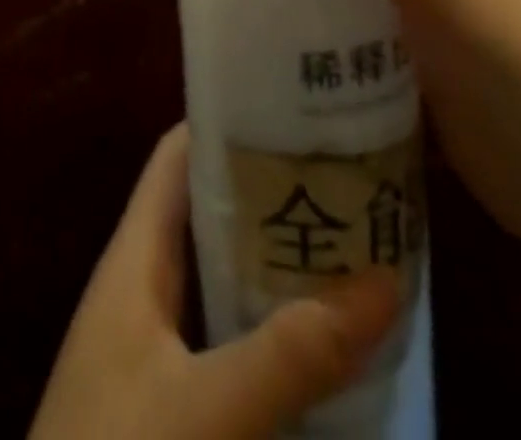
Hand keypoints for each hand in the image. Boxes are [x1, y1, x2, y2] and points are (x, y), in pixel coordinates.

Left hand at [29, 125, 400, 439]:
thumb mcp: (206, 410)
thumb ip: (291, 354)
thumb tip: (385, 282)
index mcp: (134, 255)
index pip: (178, 155)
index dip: (229, 123)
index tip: (295, 110)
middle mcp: (141, 286)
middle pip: (208, 213)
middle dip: (271, 195)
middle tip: (344, 180)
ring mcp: (151, 347)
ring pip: (220, 279)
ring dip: (274, 263)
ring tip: (347, 245)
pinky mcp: (167, 402)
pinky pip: (224, 340)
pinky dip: (267, 330)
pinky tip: (317, 345)